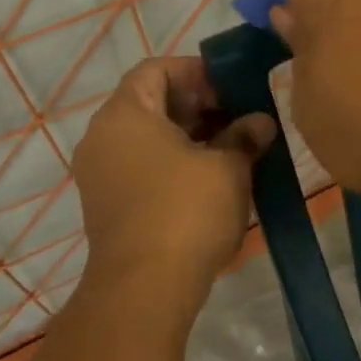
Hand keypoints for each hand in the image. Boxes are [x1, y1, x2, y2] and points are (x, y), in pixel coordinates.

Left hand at [70, 57, 276, 316]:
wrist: (143, 291)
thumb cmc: (186, 211)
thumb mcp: (227, 167)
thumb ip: (244, 136)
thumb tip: (260, 123)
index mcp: (125, 113)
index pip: (157, 69)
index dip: (197, 71)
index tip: (233, 87)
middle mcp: (103, 136)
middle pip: (152, 101)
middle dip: (199, 105)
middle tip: (240, 117)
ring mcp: (100, 173)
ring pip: (148, 137)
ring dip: (190, 136)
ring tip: (233, 148)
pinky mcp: (107, 204)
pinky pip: (141, 165)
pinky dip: (173, 162)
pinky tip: (211, 178)